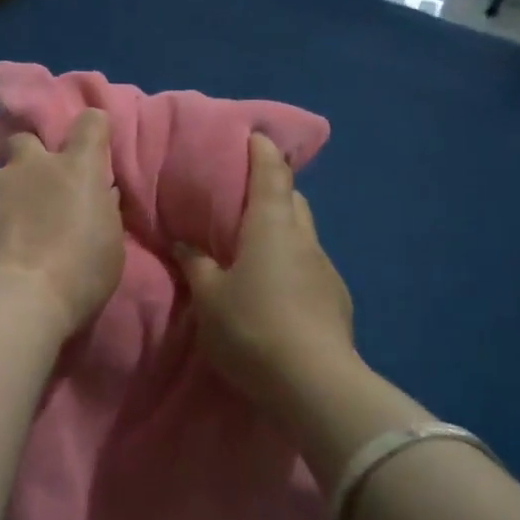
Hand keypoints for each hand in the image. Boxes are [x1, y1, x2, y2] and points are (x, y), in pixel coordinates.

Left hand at [0, 109, 124, 337]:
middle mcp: (31, 165)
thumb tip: (97, 194)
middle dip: (29, 159)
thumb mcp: (109, 244)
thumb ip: (100, 209)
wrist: (14, 300)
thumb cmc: (77, 276)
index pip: (90, 123)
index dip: (91, 129)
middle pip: (25, 140)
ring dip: (4, 197)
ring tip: (6, 235)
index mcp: (76, 169)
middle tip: (34, 192)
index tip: (91, 144)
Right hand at [177, 133, 356, 405]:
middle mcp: (303, 238)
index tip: (254, 135)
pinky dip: (290, 263)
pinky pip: (309, 266)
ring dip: (281, 230)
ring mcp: (325, 269)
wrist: (314, 384)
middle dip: (271, 190)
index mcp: (270, 226)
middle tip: (242, 198)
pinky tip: (275, 289)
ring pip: (302, 234)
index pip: (270, 173)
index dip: (262, 151)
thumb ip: (196, 265)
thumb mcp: (209, 298)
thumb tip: (184, 242)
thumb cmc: (252, 328)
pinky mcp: (336, 299)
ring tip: (254, 246)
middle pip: (292, 199)